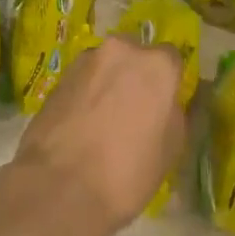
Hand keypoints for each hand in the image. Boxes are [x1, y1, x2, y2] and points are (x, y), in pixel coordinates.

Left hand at [5, 35, 184, 235]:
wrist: (59, 186)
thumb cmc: (127, 172)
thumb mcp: (171, 150)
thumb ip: (175, 113)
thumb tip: (168, 102)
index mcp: (156, 65)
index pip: (172, 59)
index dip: (168, 83)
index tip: (162, 105)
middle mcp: (122, 49)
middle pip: (135, 55)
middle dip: (136, 76)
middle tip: (133, 112)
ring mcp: (86, 59)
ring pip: (106, 65)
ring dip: (108, 83)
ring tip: (102, 122)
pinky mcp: (60, 75)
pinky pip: (83, 79)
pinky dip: (86, 94)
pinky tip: (81, 125)